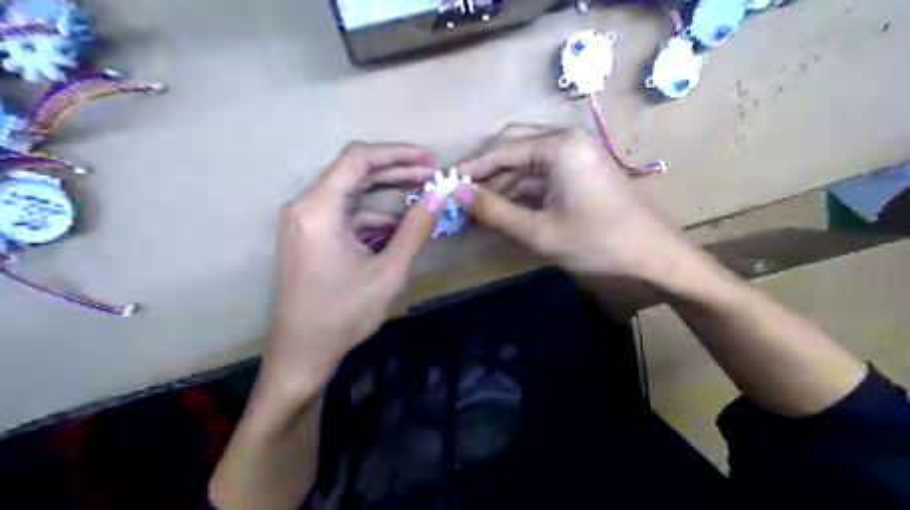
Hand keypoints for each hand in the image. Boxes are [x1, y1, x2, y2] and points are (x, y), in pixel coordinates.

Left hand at [262, 144, 446, 393]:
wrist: (301, 354)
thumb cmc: (343, 315)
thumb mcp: (388, 272)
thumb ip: (415, 230)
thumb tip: (439, 196)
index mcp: (318, 209)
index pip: (358, 159)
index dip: (397, 154)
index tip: (429, 160)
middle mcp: (305, 207)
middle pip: (353, 173)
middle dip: (396, 171)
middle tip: (432, 177)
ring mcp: (304, 222)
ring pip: (350, 194)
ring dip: (386, 196)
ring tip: (422, 199)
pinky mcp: (309, 237)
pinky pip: (344, 215)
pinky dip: (372, 216)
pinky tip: (398, 226)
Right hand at [459, 129, 693, 282]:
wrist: (653, 255)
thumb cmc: (598, 242)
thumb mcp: (539, 231)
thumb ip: (494, 210)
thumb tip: (457, 193)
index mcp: (559, 146)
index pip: (501, 151)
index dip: (471, 169)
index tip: (444, 184)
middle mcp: (566, 141)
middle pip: (513, 151)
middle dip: (486, 176)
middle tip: (459, 198)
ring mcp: (574, 155)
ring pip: (526, 166)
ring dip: (501, 187)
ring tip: (475, 210)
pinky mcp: (579, 172)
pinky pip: (541, 177)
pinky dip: (520, 193)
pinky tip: (502, 211)